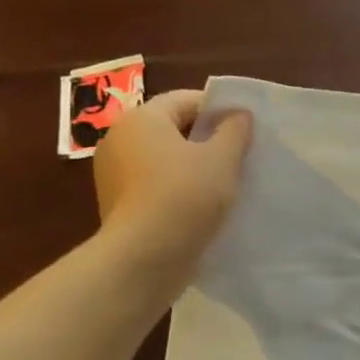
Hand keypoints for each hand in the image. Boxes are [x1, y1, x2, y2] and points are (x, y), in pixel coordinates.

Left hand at [92, 89, 252, 295]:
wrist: (144, 258)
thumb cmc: (185, 196)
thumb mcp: (222, 159)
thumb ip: (234, 130)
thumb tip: (238, 115)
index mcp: (142, 119)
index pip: (186, 100)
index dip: (219, 109)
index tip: (246, 128)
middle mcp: (119, 139)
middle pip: (172, 128)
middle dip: (206, 139)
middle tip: (240, 155)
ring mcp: (113, 174)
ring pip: (163, 159)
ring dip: (193, 166)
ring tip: (225, 184)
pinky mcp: (117, 204)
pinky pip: (154, 185)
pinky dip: (177, 189)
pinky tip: (201, 206)